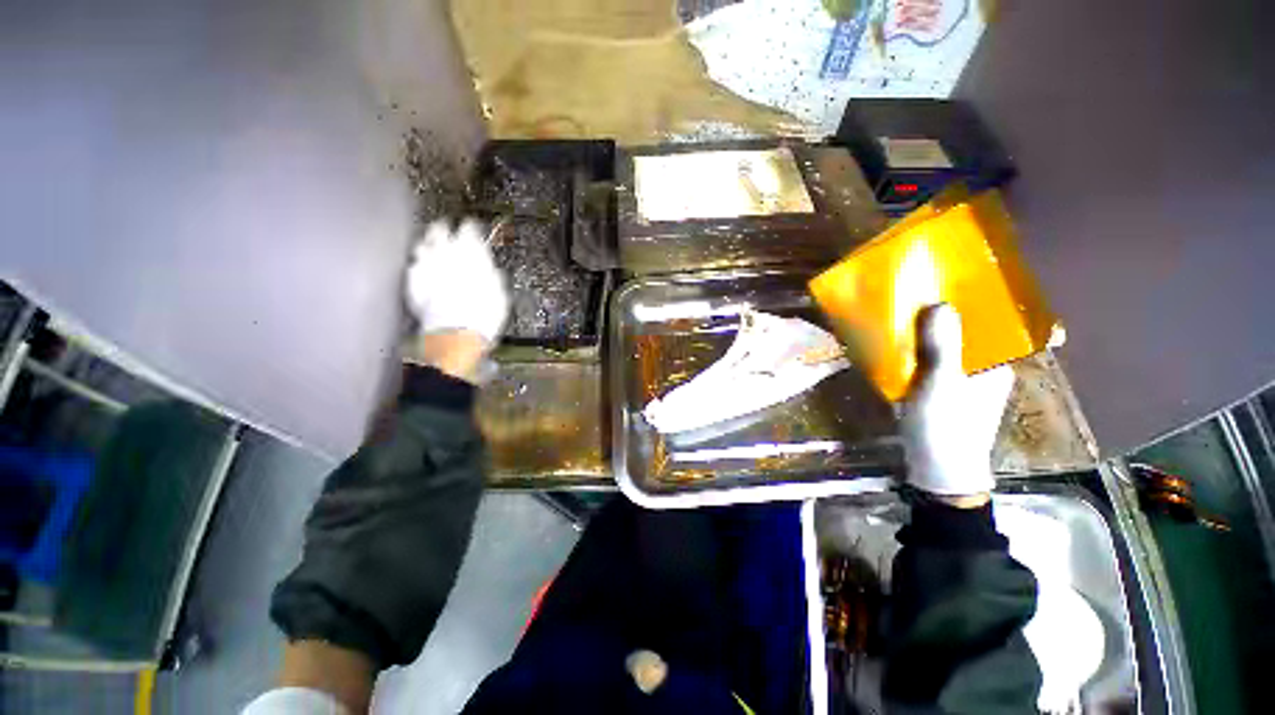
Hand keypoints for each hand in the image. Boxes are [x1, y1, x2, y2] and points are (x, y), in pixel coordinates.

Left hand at [404, 219, 508, 379]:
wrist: (456, 331)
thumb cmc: (483, 313)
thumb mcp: (499, 292)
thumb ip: (491, 275)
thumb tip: (490, 271)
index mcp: (471, 251)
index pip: (469, 228)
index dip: (471, 228)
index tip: (472, 228)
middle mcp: (445, 252)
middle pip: (439, 229)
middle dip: (443, 228)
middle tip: (446, 230)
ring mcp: (425, 264)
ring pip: (422, 244)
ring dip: (428, 245)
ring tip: (432, 249)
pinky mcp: (412, 280)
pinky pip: (414, 266)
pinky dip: (419, 267)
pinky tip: (424, 272)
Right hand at [898, 304, 1014, 497]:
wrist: (938, 470)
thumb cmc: (946, 427)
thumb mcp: (941, 385)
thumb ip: (942, 347)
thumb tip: (940, 303)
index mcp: (995, 363)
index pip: (991, 321)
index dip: (972, 300)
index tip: (950, 281)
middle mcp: (984, 367)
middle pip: (965, 331)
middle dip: (942, 314)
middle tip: (915, 295)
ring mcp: (963, 381)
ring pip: (946, 347)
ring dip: (926, 333)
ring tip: (901, 315)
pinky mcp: (944, 391)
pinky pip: (931, 362)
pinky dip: (916, 352)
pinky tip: (897, 347)